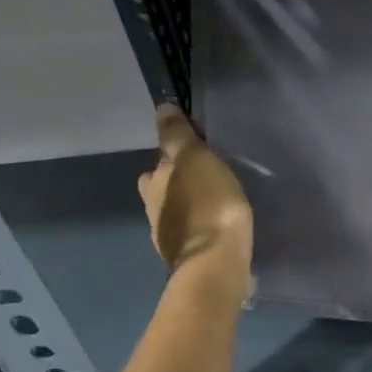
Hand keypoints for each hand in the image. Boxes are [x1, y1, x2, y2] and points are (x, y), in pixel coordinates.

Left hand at [137, 105, 252, 277]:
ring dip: (192, 205)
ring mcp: (168, 236)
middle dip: (181, 181)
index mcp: (153, 181)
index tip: (201, 148)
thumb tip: (162, 108)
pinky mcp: (188, 258)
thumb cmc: (208, 204)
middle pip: (165, 186)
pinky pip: (194, 234)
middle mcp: (153, 207)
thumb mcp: (196, 159)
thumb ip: (178, 135)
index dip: (178, 151)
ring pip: (178, 211)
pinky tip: (219, 227)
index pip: (161, 157)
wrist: (216, 264)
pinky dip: (202, 228)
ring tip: (219, 200)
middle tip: (211, 175)